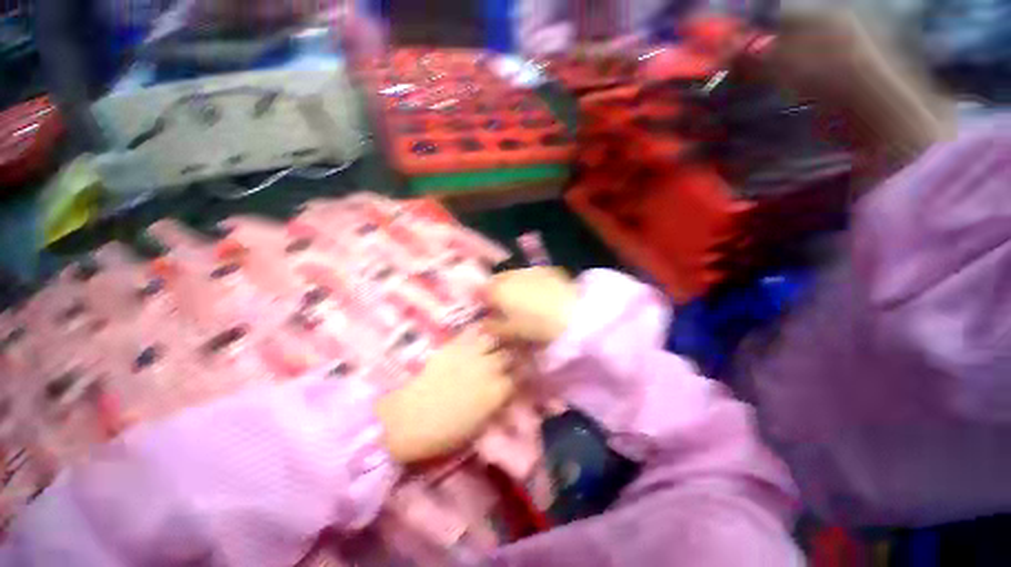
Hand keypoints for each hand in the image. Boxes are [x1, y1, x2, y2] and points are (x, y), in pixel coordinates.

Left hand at [376, 331, 514, 463]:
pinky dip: (481, 332)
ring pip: (494, 338)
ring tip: (499, 340)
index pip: (521, 377)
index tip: (524, 373)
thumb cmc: (445, 432)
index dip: (524, 374)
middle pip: (509, 355)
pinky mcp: (454, 346)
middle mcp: (489, 368)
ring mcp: (471, 354)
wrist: (409, 419)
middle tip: (513, 356)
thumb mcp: (480, 425)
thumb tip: (507, 393)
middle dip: (514, 356)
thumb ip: (497, 404)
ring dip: (499, 340)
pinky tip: (483, 332)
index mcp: (497, 391)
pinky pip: (473, 333)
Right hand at [483, 267, 578, 344]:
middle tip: (500, 305)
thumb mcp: (512, 331)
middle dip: (495, 290)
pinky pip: (529, 274)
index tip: (483, 308)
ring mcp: (529, 270)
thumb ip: (493, 326)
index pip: (481, 290)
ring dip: (511, 284)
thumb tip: (483, 324)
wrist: (573, 313)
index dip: (480, 299)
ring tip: (519, 299)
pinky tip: (536, 293)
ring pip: (513, 275)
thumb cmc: (537, 325)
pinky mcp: (546, 269)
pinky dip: (527, 281)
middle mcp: (511, 275)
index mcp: (499, 290)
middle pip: (496, 280)